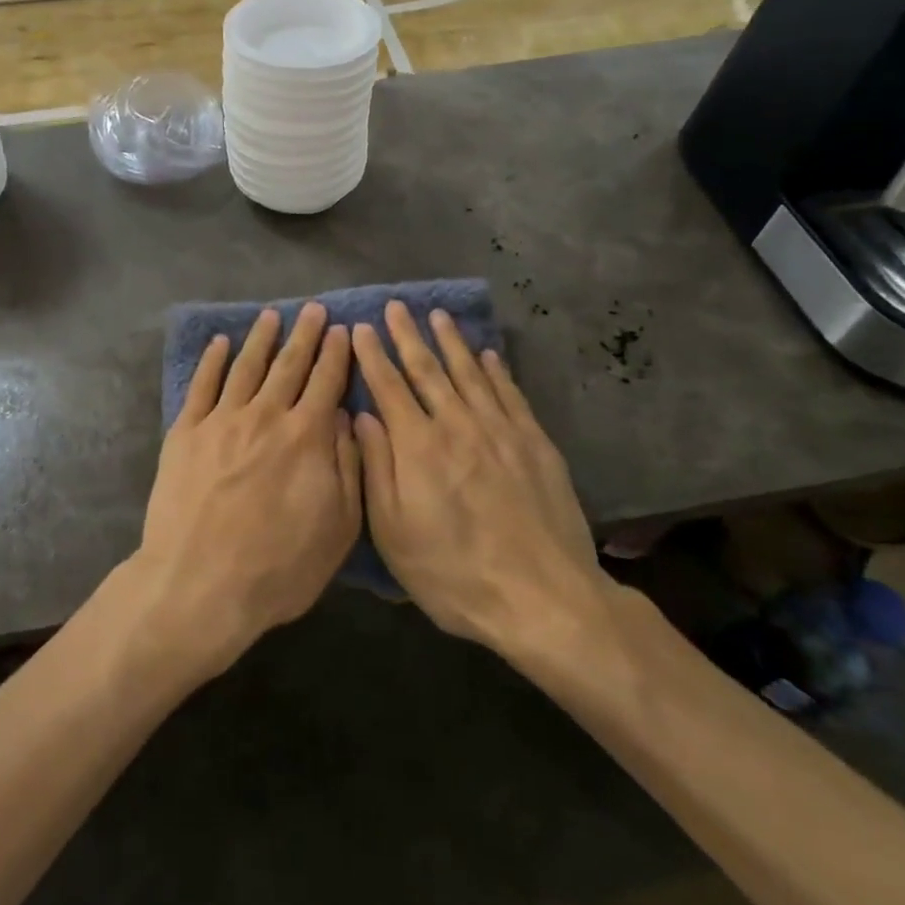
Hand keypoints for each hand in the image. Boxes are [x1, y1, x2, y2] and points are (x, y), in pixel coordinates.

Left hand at [131, 304, 361, 677]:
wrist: (199, 584)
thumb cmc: (278, 567)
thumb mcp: (337, 528)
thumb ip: (347, 467)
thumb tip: (343, 418)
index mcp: (305, 437)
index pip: (326, 382)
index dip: (336, 354)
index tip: (342, 330)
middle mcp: (265, 416)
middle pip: (288, 365)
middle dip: (304, 334)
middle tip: (312, 309)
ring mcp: (221, 420)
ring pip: (245, 366)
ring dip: (260, 339)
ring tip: (271, 316)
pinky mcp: (185, 432)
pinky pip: (202, 385)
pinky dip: (212, 361)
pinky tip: (220, 344)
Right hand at [352, 302, 613, 675]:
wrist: (543, 598)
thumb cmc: (454, 574)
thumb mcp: (393, 533)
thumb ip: (376, 468)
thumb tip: (360, 416)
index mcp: (417, 446)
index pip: (389, 386)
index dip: (372, 355)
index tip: (360, 327)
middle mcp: (457, 425)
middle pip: (428, 369)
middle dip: (408, 335)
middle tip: (397, 306)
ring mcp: (500, 431)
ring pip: (470, 373)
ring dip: (452, 342)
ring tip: (439, 316)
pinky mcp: (534, 444)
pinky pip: (510, 394)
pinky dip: (496, 371)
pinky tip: (488, 355)